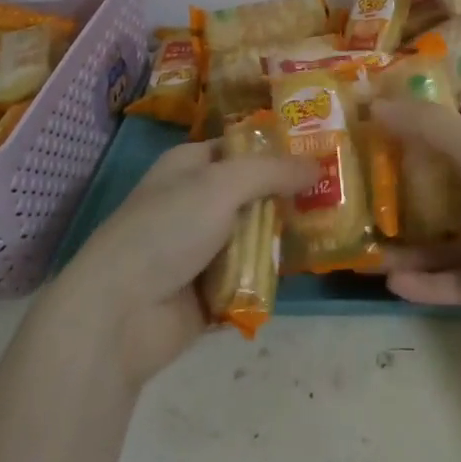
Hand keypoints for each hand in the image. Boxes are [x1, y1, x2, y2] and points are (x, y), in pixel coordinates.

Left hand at [53, 141, 315, 387]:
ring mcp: (203, 248)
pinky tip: (307, 269)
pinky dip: (271, 275)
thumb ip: (272, 172)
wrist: (120, 314)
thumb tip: (317, 165)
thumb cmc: (166, 230)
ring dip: (285, 238)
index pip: (241, 147)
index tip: (323, 152)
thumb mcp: (221, 184)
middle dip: (291, 196)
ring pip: (257, 235)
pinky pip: (251, 275)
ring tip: (334, 232)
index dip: (278, 148)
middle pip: (255, 193)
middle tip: (340, 195)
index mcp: (190, 166)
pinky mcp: (210, 290)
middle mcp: (197, 202)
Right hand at [373, 100, 460, 327]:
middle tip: (352, 209)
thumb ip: (425, 126)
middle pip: (437, 195)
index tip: (361, 148)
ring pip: (444, 243)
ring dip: (408, 249)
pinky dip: (430, 283)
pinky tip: (394, 283)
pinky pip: (459, 281)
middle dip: (397, 202)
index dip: (403, 142)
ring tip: (365, 255)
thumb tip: (372, 103)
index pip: (441, 141)